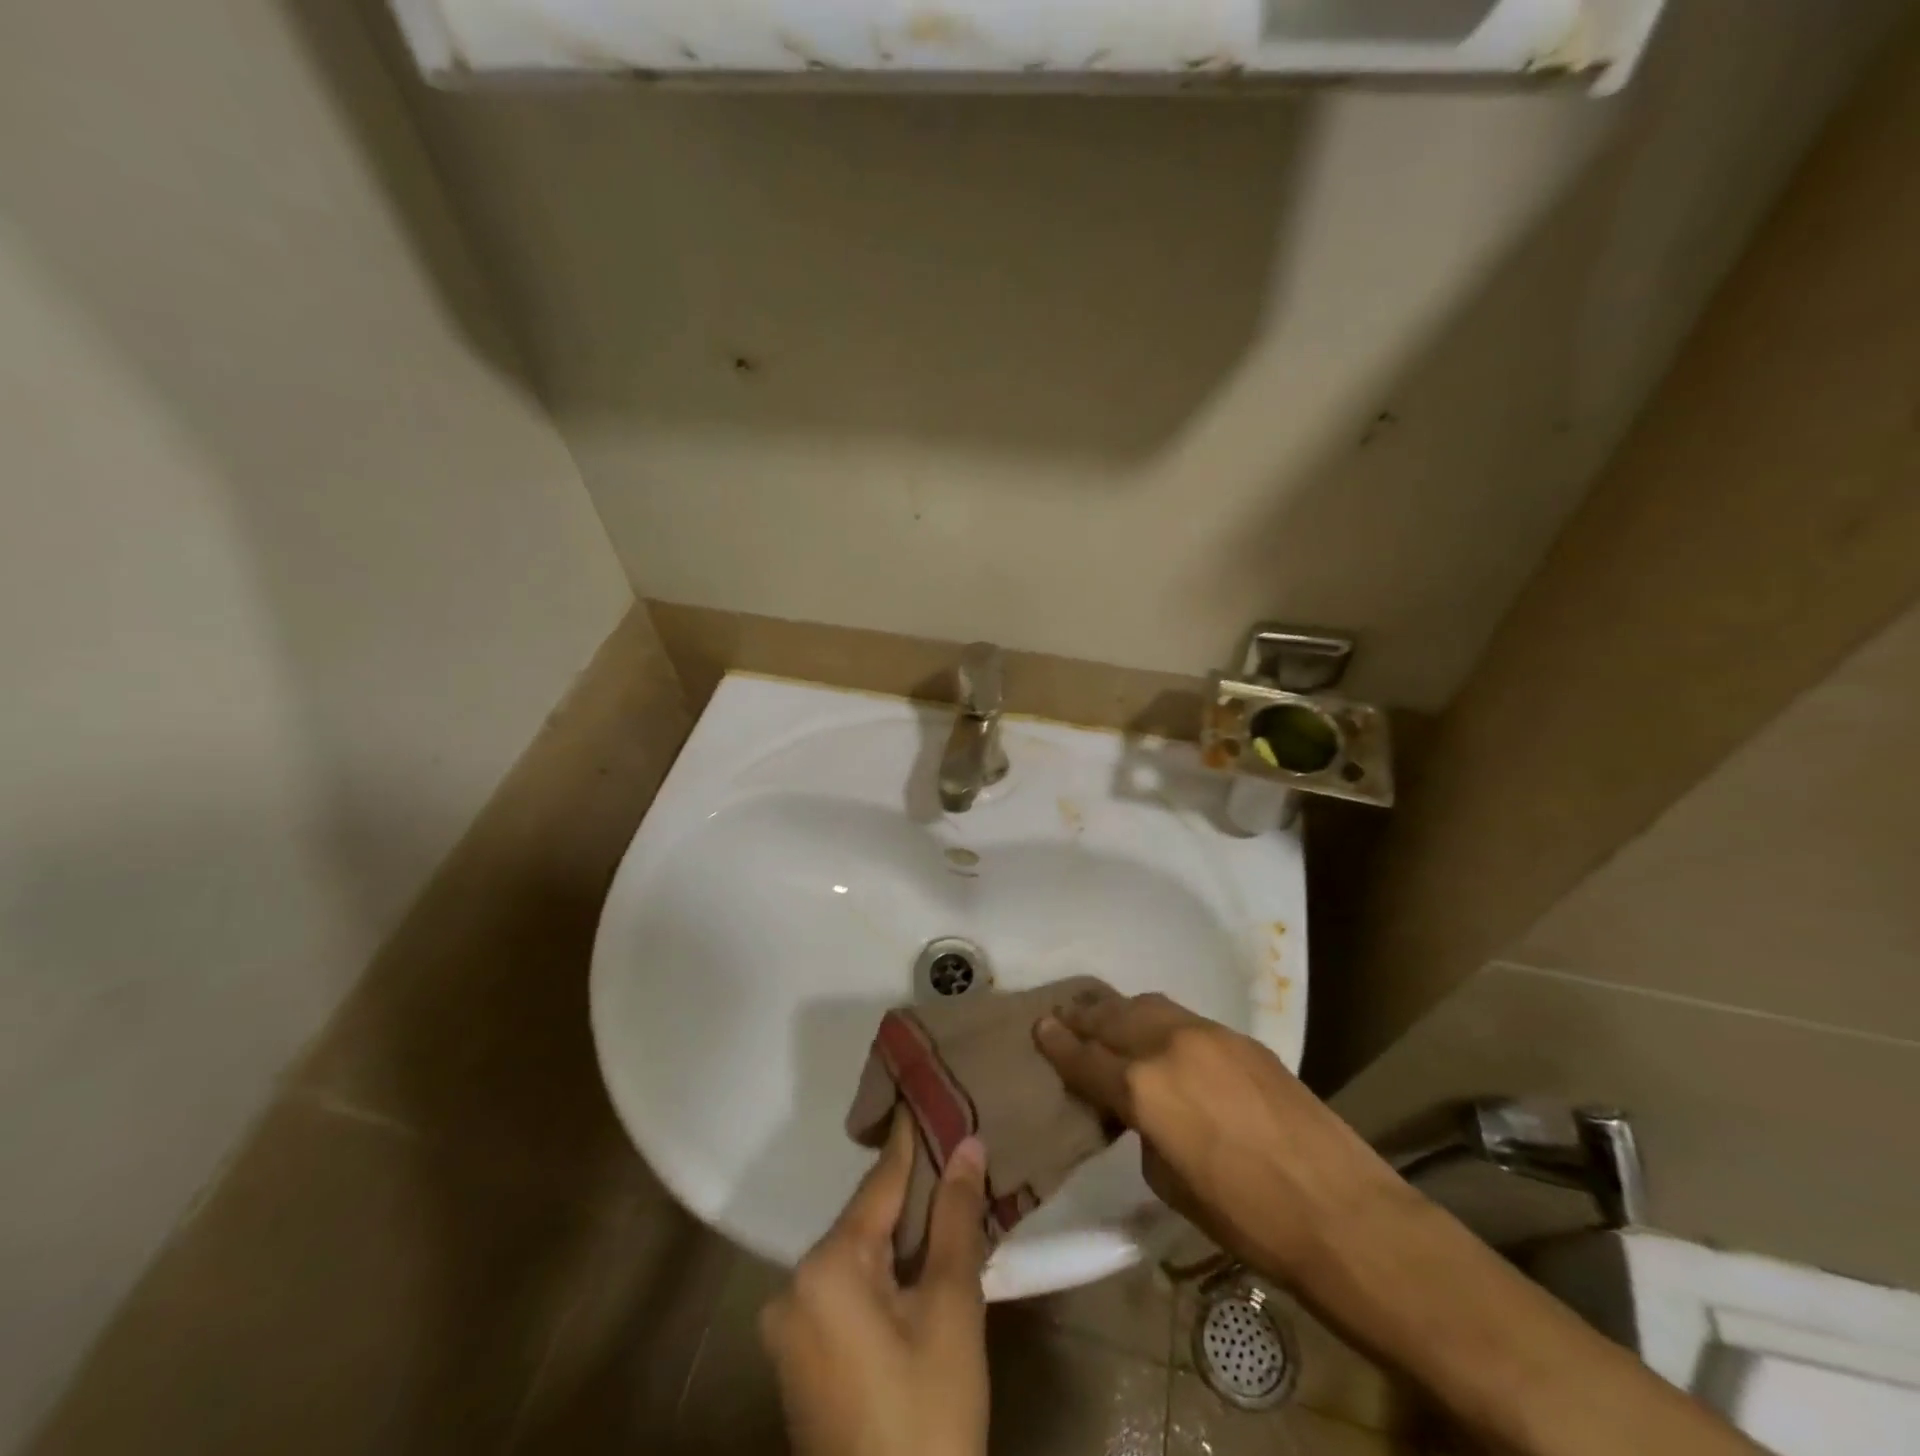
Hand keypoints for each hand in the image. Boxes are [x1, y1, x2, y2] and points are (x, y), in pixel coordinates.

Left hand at [760, 1110, 990, 1455]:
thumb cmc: (928, 1413)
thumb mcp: (951, 1310)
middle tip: (953, 1155)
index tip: (926, 1092)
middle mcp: (792, 1287)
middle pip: (865, 1221)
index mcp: (823, 1267)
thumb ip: (956, 1219)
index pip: (878, 1184)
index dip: (909, 1142)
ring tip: (945, 1203)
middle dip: (910, 1196)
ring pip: (856, 1257)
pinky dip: (881, 1274)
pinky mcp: (797, 1361)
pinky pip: (844, 1291)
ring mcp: (789, 1329)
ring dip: (898, 1237)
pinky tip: (917, 1266)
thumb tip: (968, 1144)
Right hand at [1034, 991, 1410, 1286]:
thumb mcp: (1169, 1183)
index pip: (1086, 1059)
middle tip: (1062, 1015)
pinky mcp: (1240, 1038)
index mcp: (1143, 1089)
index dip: (1057, 1045)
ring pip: (1147, 1005)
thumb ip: (1142, 1131)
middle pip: (1111, 1018)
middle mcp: (1168, 1046)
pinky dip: (1156, 1020)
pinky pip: (1182, 1017)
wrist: (1340, 1211)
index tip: (1038, 1028)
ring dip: (1118, 1010)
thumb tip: (1137, 1109)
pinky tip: (1154, 1033)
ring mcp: (1208, 1035)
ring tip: (1100, 1014)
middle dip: (1082, 1016)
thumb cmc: (1246, 1218)